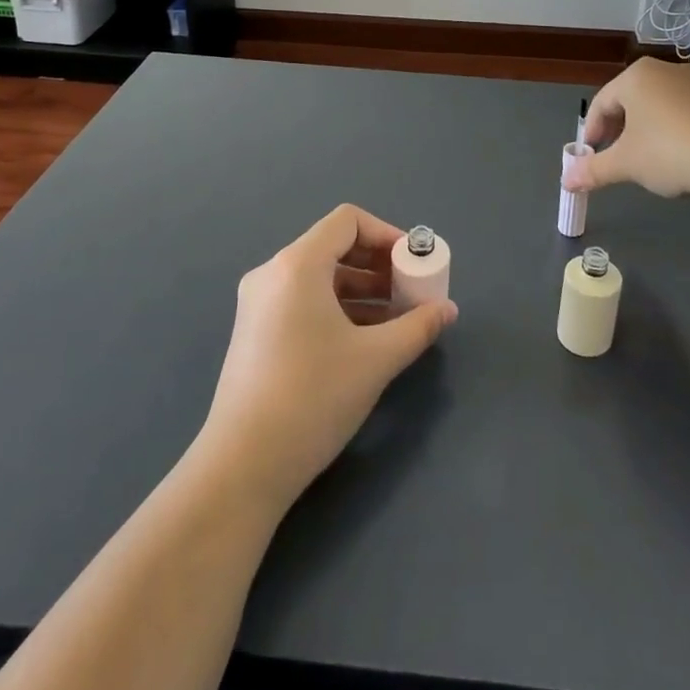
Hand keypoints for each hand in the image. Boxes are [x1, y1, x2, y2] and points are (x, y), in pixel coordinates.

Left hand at [198, 204, 456, 510]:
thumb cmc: (313, 397)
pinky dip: (337, 308)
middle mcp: (273, 273)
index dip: (387, 234)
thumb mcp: (376, 359)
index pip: (348, 221)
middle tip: (410, 292)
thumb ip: (418, 327)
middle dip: (378, 265)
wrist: (242, 467)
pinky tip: (363, 340)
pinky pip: (303, 300)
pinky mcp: (254, 332)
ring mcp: (258, 304)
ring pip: (319, 277)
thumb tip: (447, 310)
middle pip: (334, 247)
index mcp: (298, 264)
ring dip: (361, 290)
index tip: (413, 264)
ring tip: (396, 320)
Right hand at [563, 58, 689, 199]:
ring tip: (646, 161)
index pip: (601, 102)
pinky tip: (678, 157)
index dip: (591, 131)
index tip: (590, 157)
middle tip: (614, 158)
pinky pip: (683, 112)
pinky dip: (672, 132)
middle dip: (618, 131)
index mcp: (636, 77)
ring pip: (657, 106)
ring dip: (645, 132)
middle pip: (629, 101)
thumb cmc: (669, 151)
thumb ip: (594, 170)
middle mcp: (664, 71)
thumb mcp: (626, 164)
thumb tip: (566, 181)